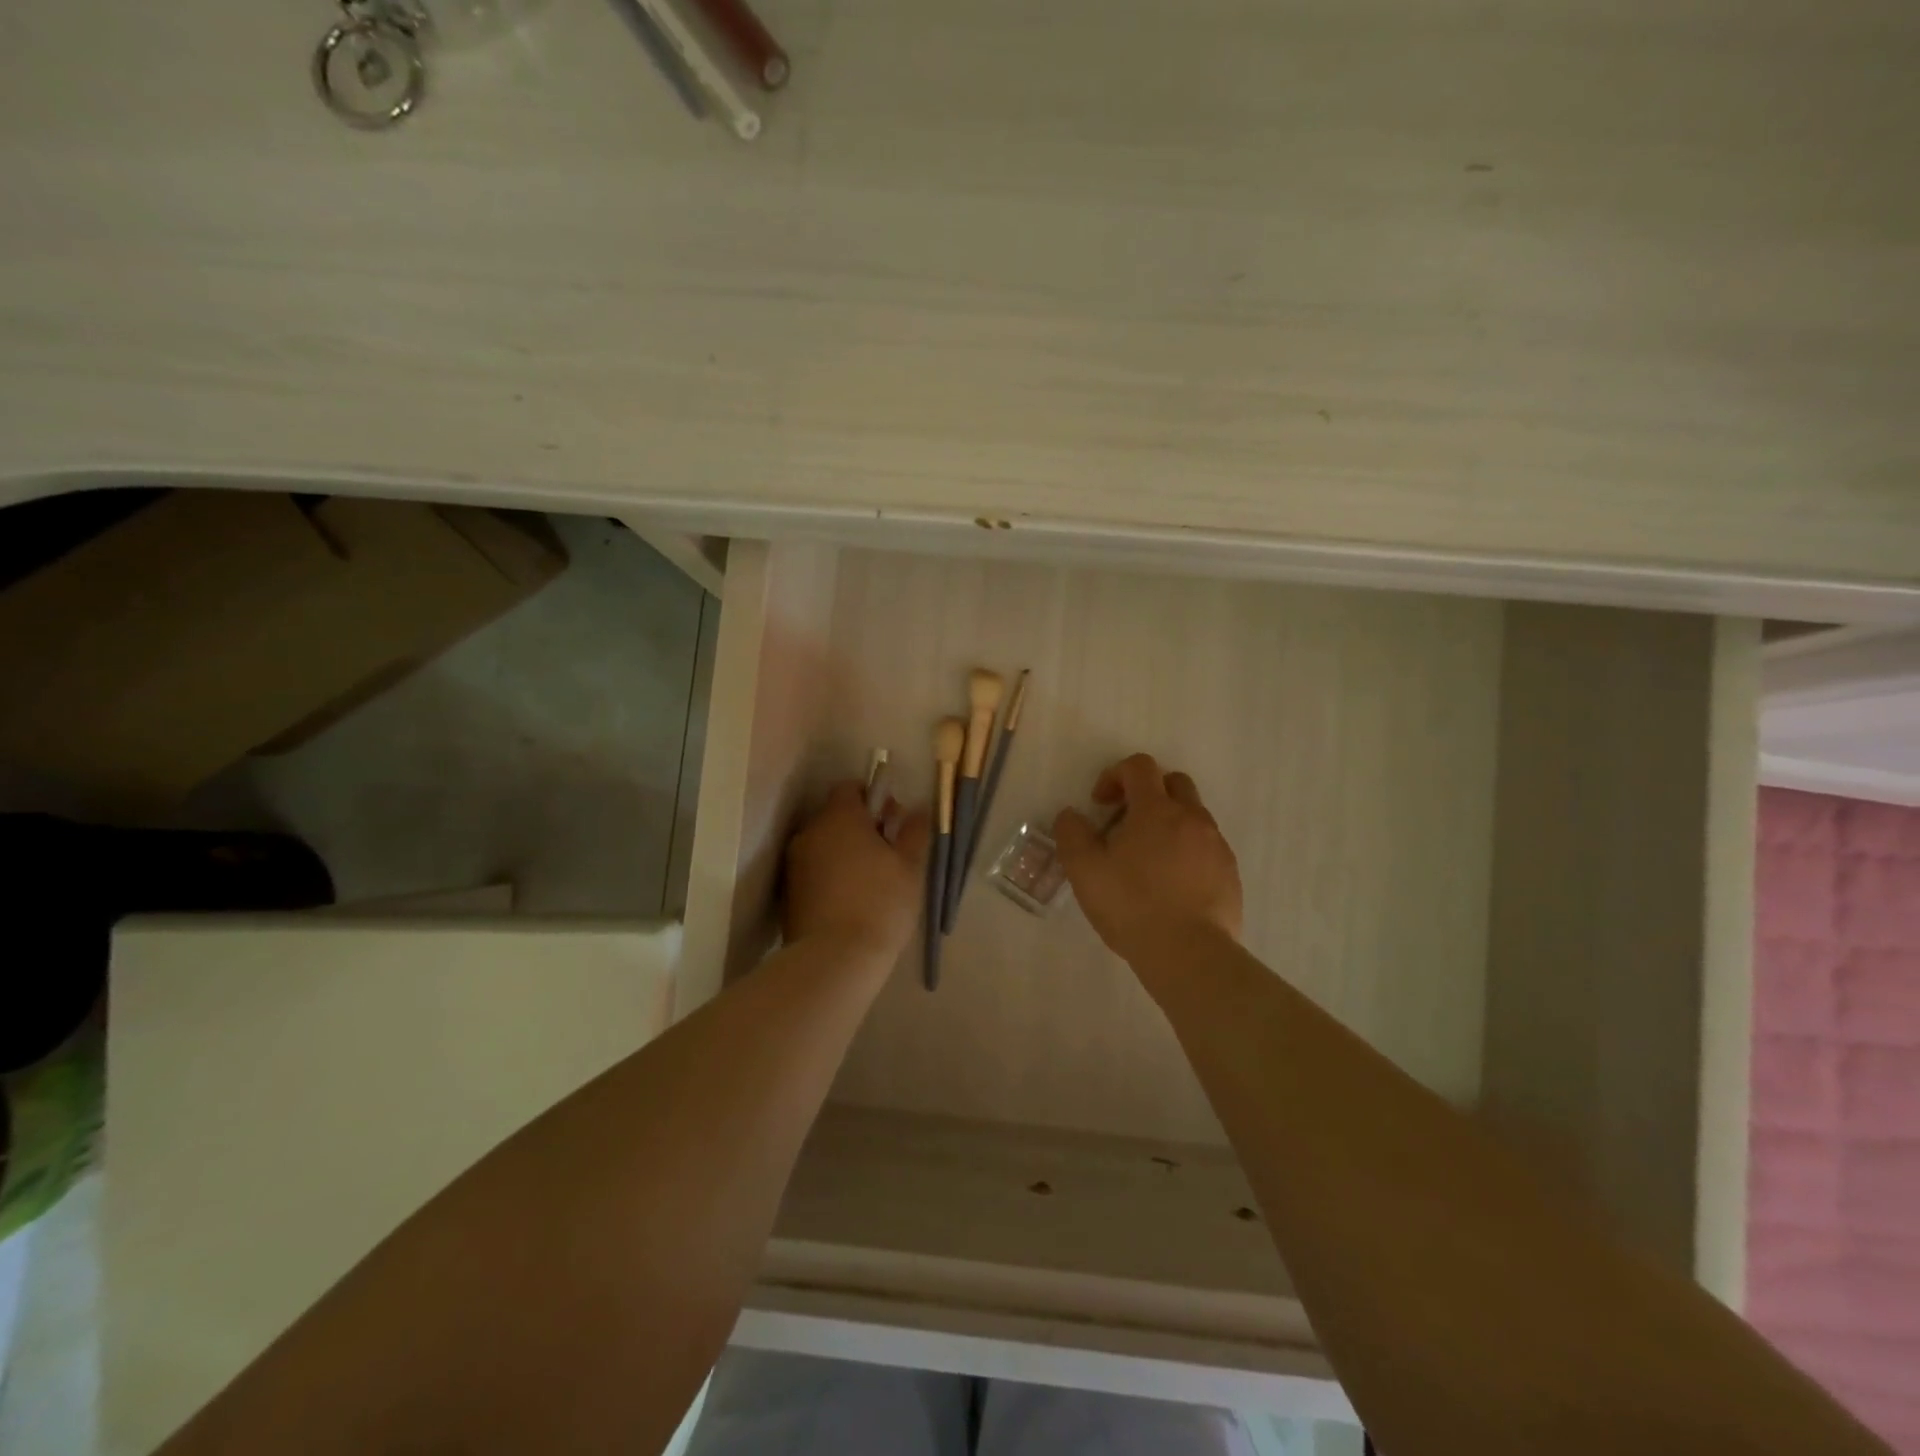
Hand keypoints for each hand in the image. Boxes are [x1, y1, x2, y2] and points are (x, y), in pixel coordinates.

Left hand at [783, 780, 930, 966]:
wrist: (834, 959)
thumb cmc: (880, 903)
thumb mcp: (910, 866)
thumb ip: (914, 831)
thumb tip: (917, 809)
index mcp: (839, 817)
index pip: (850, 787)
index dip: (873, 798)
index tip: (893, 822)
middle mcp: (810, 832)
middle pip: (836, 816)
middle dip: (861, 827)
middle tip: (888, 854)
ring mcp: (795, 863)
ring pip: (824, 845)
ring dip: (845, 853)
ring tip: (871, 882)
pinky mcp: (788, 893)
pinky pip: (814, 871)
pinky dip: (831, 876)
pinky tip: (851, 901)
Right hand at [1054, 754, 1242, 962]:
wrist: (1189, 954)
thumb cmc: (1132, 905)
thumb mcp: (1084, 870)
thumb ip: (1072, 833)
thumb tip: (1072, 815)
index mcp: (1156, 810)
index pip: (1139, 766)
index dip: (1115, 775)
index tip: (1100, 804)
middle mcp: (1192, 818)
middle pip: (1174, 783)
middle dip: (1147, 793)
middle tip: (1125, 824)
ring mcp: (1216, 846)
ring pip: (1193, 816)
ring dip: (1168, 824)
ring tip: (1147, 860)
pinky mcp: (1230, 874)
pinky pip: (1207, 847)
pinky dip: (1187, 852)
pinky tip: (1171, 885)